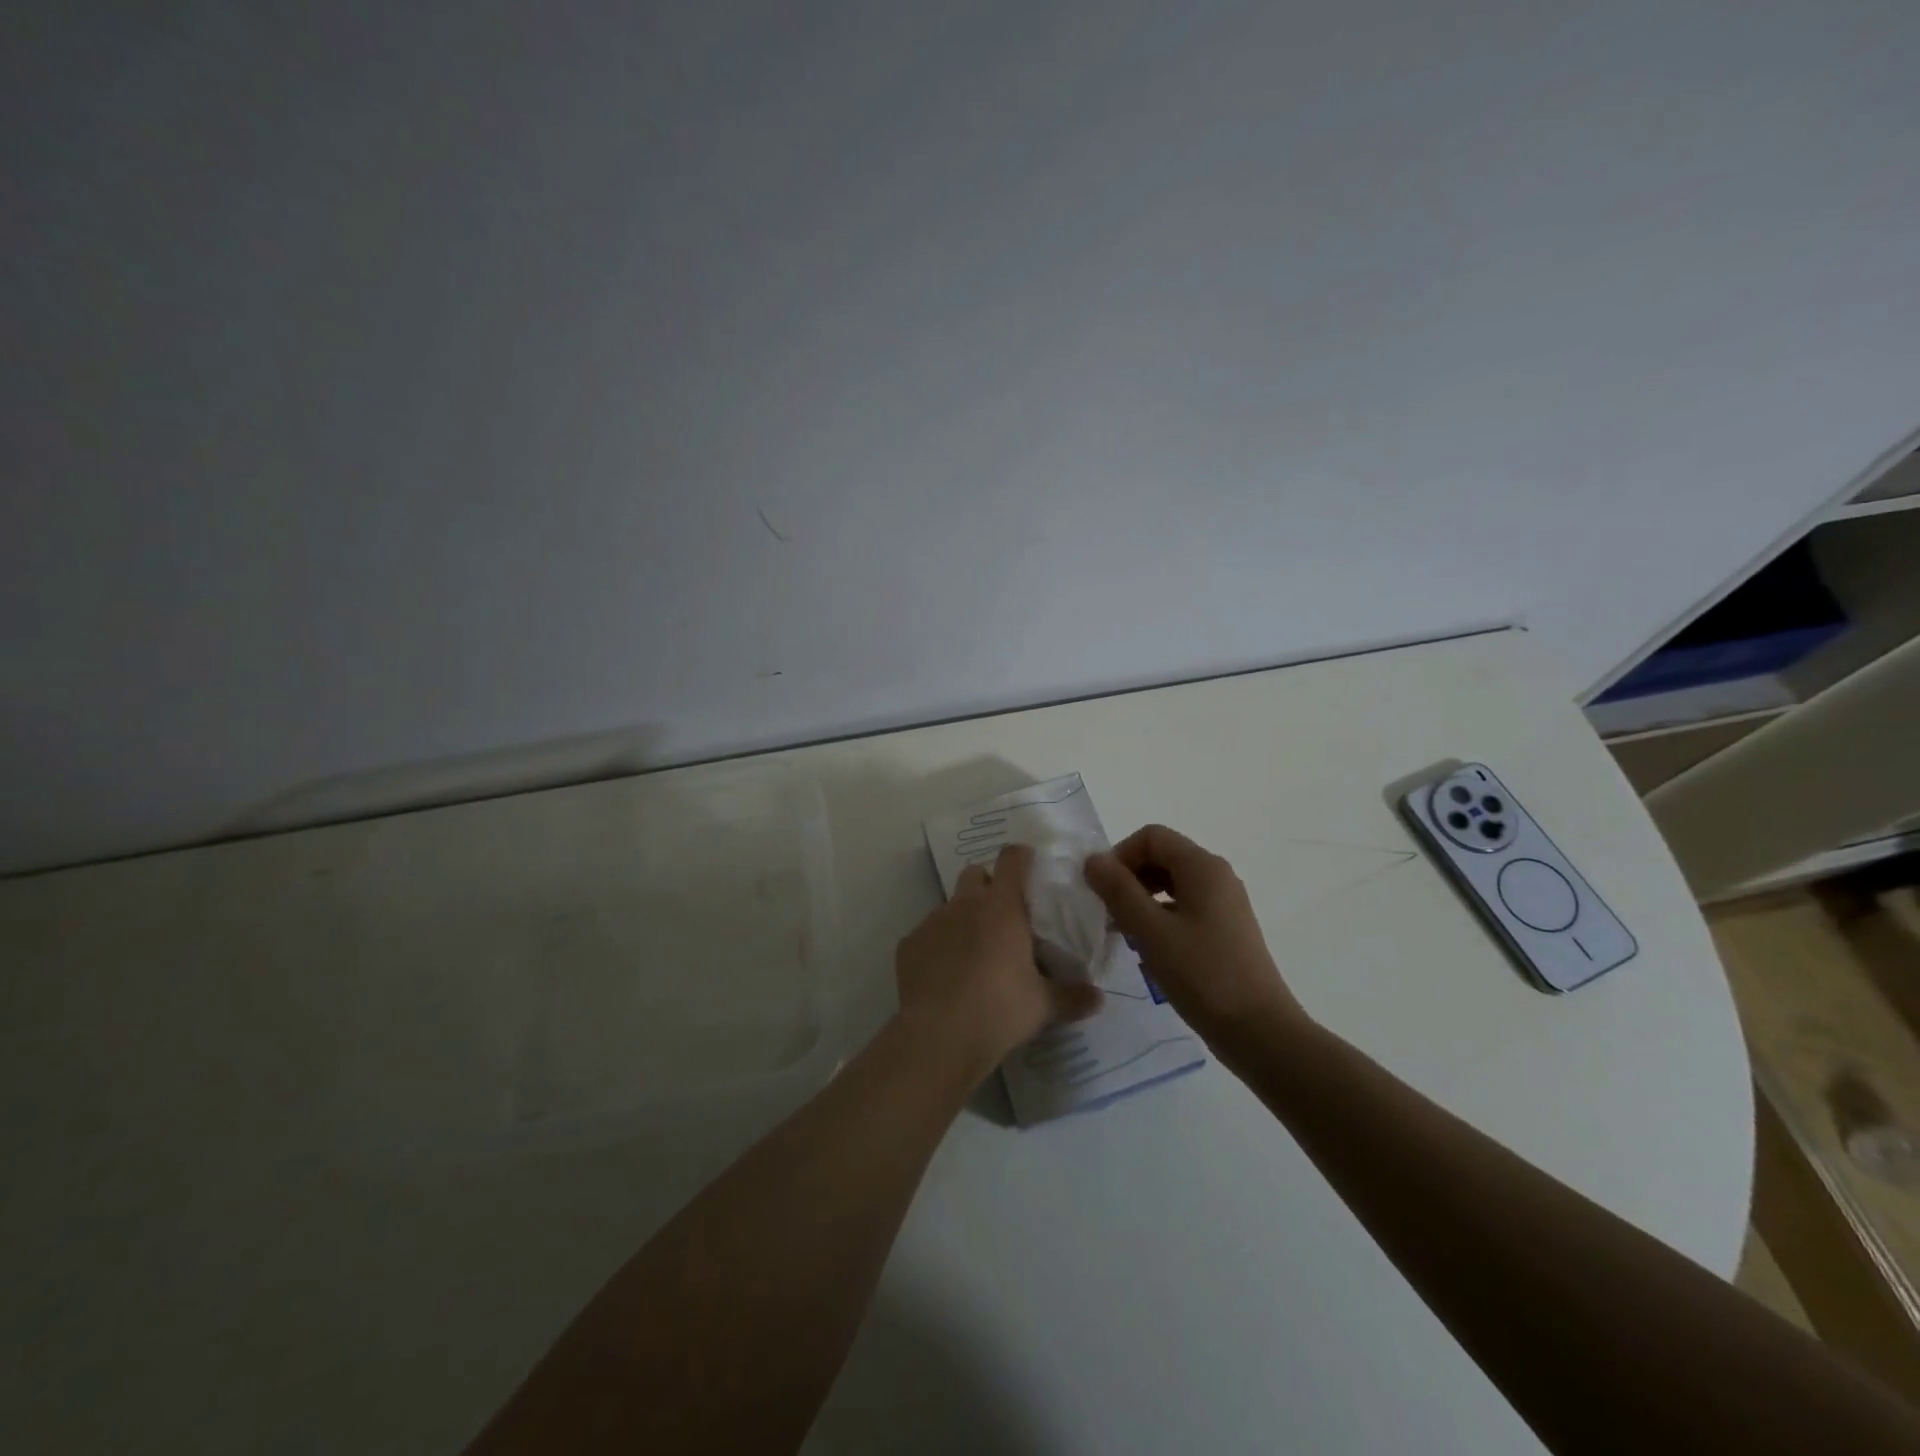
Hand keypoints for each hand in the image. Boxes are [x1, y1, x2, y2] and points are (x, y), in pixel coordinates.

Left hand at [895, 843, 1103, 1072]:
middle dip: (988, 885)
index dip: (1022, 858)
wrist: (939, 1036)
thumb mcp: (1043, 1005)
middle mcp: (965, 904)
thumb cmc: (1000, 1009)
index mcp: (1002, 907)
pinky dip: (937, 946)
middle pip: (975, 873)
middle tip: (1003, 916)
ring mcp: (932, 922)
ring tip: (973, 953)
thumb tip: (1099, 999)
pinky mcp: (908, 945)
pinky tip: (945, 976)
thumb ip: (1072, 997)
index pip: (1012, 859)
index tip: (1030, 868)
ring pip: (949, 905)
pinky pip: (926, 935)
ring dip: (962, 918)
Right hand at [1083, 824, 1307, 1049]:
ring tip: (1124, 933)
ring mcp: (1224, 904)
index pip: (1151, 836)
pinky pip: (1184, 907)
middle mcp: (1217, 876)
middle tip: (1109, 913)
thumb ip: (1118, 891)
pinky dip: (1160, 917)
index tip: (1102, 891)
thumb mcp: (1151, 931)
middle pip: (1162, 856)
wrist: (1260, 1032)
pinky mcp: (1225, 930)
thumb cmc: (1203, 976)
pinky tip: (1148, 950)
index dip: (1120, 855)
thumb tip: (1092, 859)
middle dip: (1129, 878)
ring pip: (1172, 883)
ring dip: (1141, 899)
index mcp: (1203, 867)